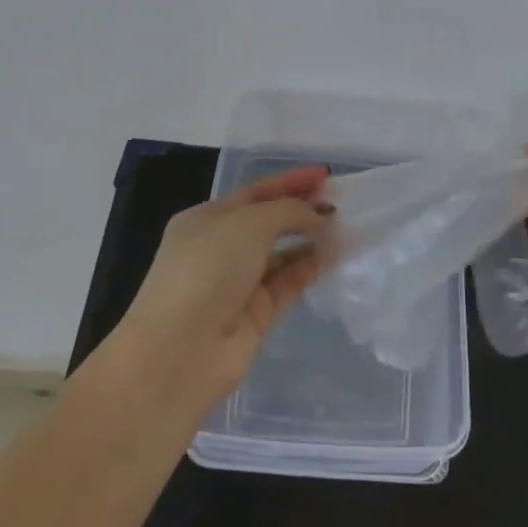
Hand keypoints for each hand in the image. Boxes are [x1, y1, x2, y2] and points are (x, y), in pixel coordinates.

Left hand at [107, 166, 335, 417]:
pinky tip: (335, 255)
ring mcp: (237, 285)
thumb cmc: (207, 269)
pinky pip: (288, 284)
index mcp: (205, 220)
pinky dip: (310, 268)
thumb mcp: (249, 224)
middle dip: (302, 211)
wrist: (180, 350)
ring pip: (282, 255)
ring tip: (347, 228)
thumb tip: (321, 214)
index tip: (325, 176)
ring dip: (311, 240)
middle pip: (268, 223)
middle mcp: (219, 250)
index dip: (289, 182)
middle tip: (341, 203)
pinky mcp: (256, 316)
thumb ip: (290, 212)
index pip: (254, 193)